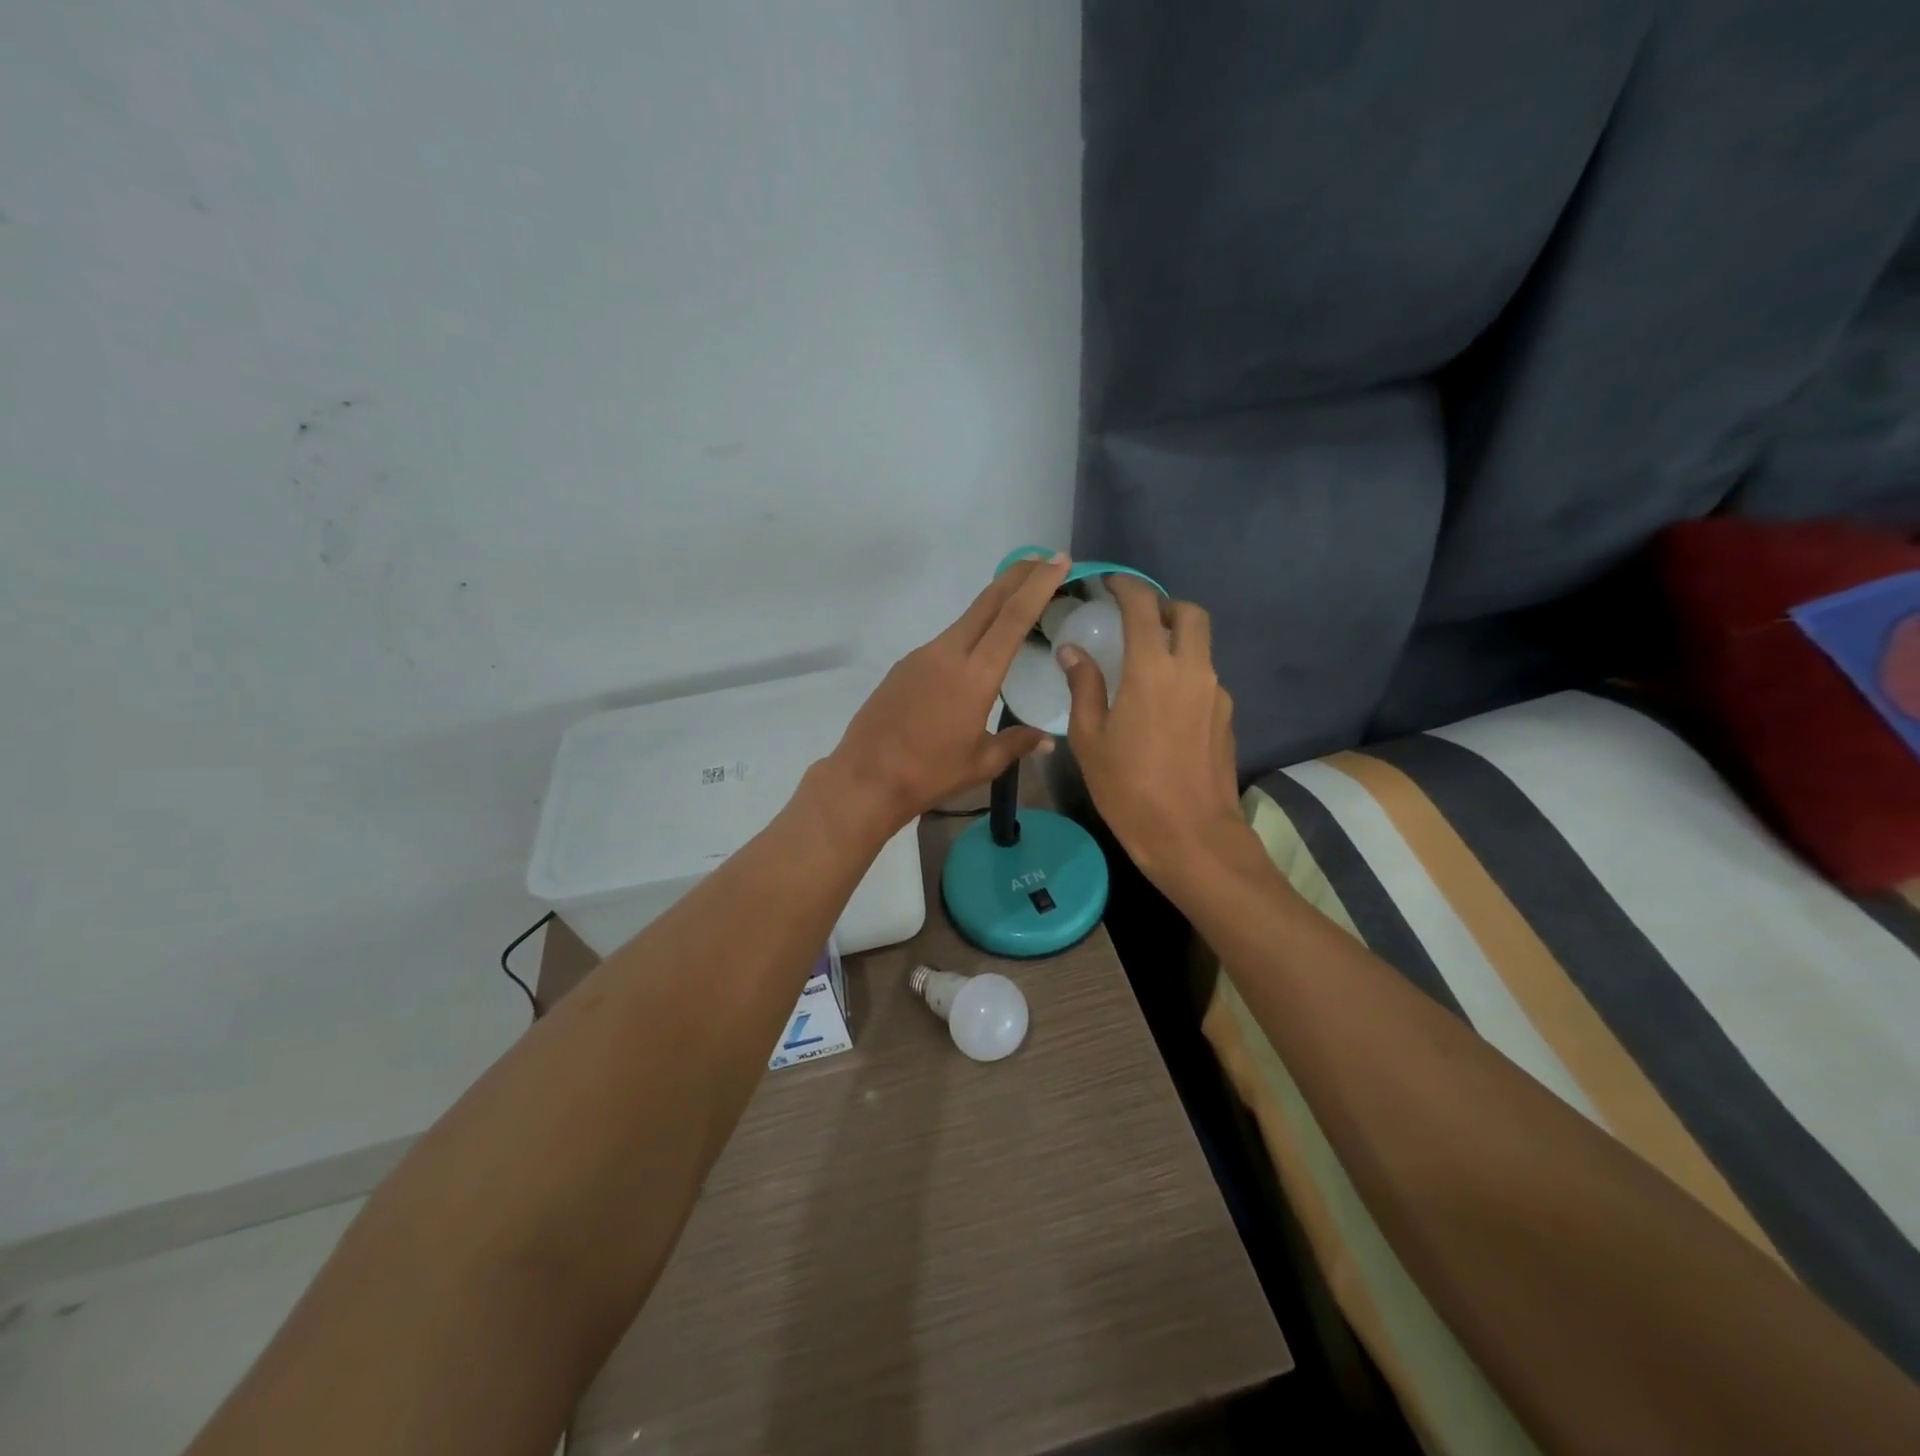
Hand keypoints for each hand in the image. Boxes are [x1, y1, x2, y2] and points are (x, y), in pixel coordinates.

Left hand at [825, 554, 1071, 831]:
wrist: (866, 777)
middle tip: (1043, 559)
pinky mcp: (904, 666)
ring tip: (1016, 602)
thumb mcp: (982, 763)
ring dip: (993, 604)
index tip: (1058, 560)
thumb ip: (1017, 744)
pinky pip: (945, 641)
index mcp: (975, 675)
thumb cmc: (930, 773)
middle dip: (1017, 576)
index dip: (1038, 585)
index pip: (1013, 617)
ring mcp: (922, 656)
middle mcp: (948, 654)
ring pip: (965, 619)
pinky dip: (969, 633)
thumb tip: (1047, 740)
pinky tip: (976, 651)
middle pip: (988, 602)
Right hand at [1058, 578, 1250, 887]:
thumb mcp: (1090, 739)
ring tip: (1144, 663)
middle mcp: (1192, 670)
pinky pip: (1205, 678)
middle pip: (1190, 614)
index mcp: (1153, 670)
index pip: (1143, 606)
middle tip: (1136, 619)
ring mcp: (1216, 694)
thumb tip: (1073, 651)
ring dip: (1176, 640)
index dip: (1126, 586)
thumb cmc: (1129, 788)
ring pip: (1202, 646)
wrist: (1191, 837)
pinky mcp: (1227, 717)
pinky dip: (1185, 673)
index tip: (1109, 584)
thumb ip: (1084, 686)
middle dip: (1164, 605)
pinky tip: (1162, 705)